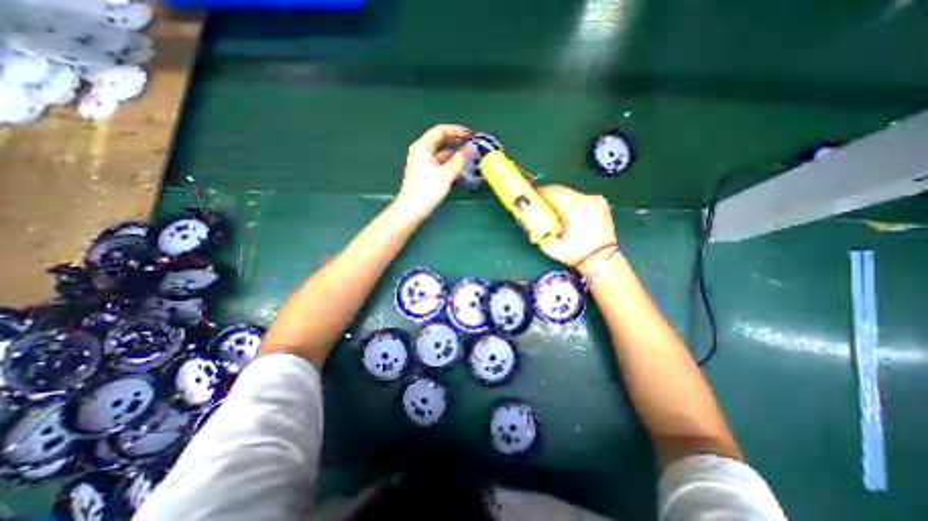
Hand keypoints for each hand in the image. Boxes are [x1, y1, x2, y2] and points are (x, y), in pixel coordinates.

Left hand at [398, 123, 470, 218]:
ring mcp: (421, 162)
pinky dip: (449, 161)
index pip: (440, 130)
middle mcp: (420, 151)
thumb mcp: (446, 174)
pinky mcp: (424, 172)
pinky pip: (438, 161)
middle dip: (455, 140)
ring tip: (468, 155)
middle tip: (470, 143)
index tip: (470, 134)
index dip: (456, 130)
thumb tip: (469, 149)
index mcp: (423, 146)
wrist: (412, 209)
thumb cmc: (428, 190)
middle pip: (439, 140)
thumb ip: (459, 160)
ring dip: (453, 152)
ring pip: (440, 152)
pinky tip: (459, 166)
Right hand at [537, 184, 614, 274]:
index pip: (552, 193)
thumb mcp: (550, 246)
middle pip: (561, 189)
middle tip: (537, 201)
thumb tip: (528, 218)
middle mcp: (587, 200)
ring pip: (569, 192)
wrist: (602, 259)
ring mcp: (596, 199)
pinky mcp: (600, 201)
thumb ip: (537, 231)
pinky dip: (569, 200)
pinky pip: (579, 196)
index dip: (539, 193)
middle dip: (547, 193)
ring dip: (558, 197)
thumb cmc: (575, 255)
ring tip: (551, 207)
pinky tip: (565, 211)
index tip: (530, 196)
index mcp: (575, 210)